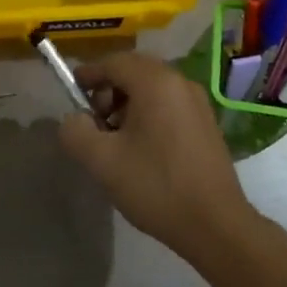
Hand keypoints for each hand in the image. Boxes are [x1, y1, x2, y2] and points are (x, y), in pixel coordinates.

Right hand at [58, 52, 259, 257]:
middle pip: (134, 72)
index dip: (88, 74)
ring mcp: (198, 103)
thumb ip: (75, 132)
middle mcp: (180, 83)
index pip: (114, 62)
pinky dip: (148, 115)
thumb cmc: (156, 186)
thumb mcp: (102, 161)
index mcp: (156, 83)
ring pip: (152, 89)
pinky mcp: (206, 124)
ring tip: (115, 141)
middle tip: (94, 124)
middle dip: (108, 91)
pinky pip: (168, 105)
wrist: (215, 224)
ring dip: (127, 105)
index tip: (72, 94)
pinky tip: (141, 150)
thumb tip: (75, 119)